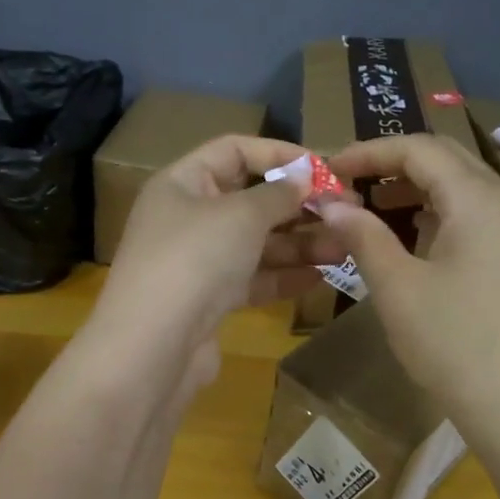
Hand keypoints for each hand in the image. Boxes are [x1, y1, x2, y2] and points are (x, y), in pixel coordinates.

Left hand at [93, 135, 348, 399]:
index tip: (324, 168)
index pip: (233, 150)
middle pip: (249, 200)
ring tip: (344, 247)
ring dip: (299, 243)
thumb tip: (305, 178)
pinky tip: (321, 277)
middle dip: (298, 205)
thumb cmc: (195, 259)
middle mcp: (187, 218)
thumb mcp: (242, 214)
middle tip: (346, 211)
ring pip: (255, 243)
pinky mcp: (208, 301)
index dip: (279, 154)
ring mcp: (197, 262)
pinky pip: (252, 279)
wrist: (153, 347)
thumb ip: (279, 194)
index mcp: (182, 183)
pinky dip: (284, 276)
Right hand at [322, 135, 499, 429]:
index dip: (369, 151)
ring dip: (415, 191)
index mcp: (477, 198)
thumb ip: (363, 236)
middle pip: (446, 160)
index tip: (329, 170)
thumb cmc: (456, 343)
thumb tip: (332, 203)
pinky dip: (437, 217)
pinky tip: (412, 244)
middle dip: (393, 165)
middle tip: (348, 186)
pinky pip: (475, 219)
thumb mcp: (398, 288)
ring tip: (372, 213)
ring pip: (462, 190)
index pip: (419, 148)